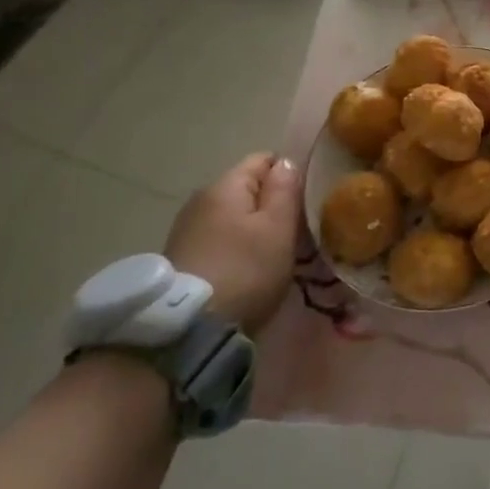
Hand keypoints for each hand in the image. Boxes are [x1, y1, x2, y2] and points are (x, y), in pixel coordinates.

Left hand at [164, 152, 300, 334]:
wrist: (189, 329)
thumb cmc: (245, 269)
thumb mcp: (278, 227)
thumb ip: (285, 189)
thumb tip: (286, 162)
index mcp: (225, 185)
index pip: (264, 159)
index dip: (289, 174)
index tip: (307, 200)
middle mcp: (201, 199)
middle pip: (248, 189)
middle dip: (273, 205)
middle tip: (297, 232)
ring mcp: (187, 230)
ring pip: (234, 217)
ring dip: (255, 230)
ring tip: (275, 254)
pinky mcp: (182, 259)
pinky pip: (220, 240)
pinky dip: (237, 249)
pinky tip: (249, 271)